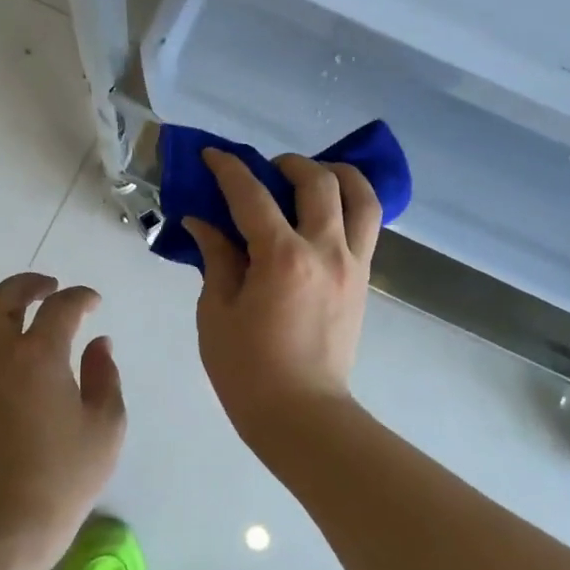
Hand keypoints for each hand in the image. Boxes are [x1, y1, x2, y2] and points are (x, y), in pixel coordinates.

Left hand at [0, 273, 125, 561]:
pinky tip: (0, 345)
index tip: (94, 303)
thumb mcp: (105, 426)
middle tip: (52, 287)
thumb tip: (98, 344)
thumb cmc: (62, 477)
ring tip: (21, 307)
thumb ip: (104, 376)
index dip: (81, 298)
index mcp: (38, 355)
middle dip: (32, 284)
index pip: (60, 307)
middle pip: (6, 297)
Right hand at [182, 150, 380, 449]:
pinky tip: (327, 213)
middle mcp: (326, 250)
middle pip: (319, 181)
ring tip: (312, 177)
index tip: (213, 155)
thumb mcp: (216, 312)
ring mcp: (353, 264)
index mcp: (282, 258)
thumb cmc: (248, 369)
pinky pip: (368, 227)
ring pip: (362, 197)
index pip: (252, 195)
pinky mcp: (364, 280)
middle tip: (264, 172)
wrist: (302, 414)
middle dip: (288, 164)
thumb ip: (215, 258)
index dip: (229, 169)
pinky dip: (351, 205)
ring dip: (337, 174)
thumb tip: (201, 222)